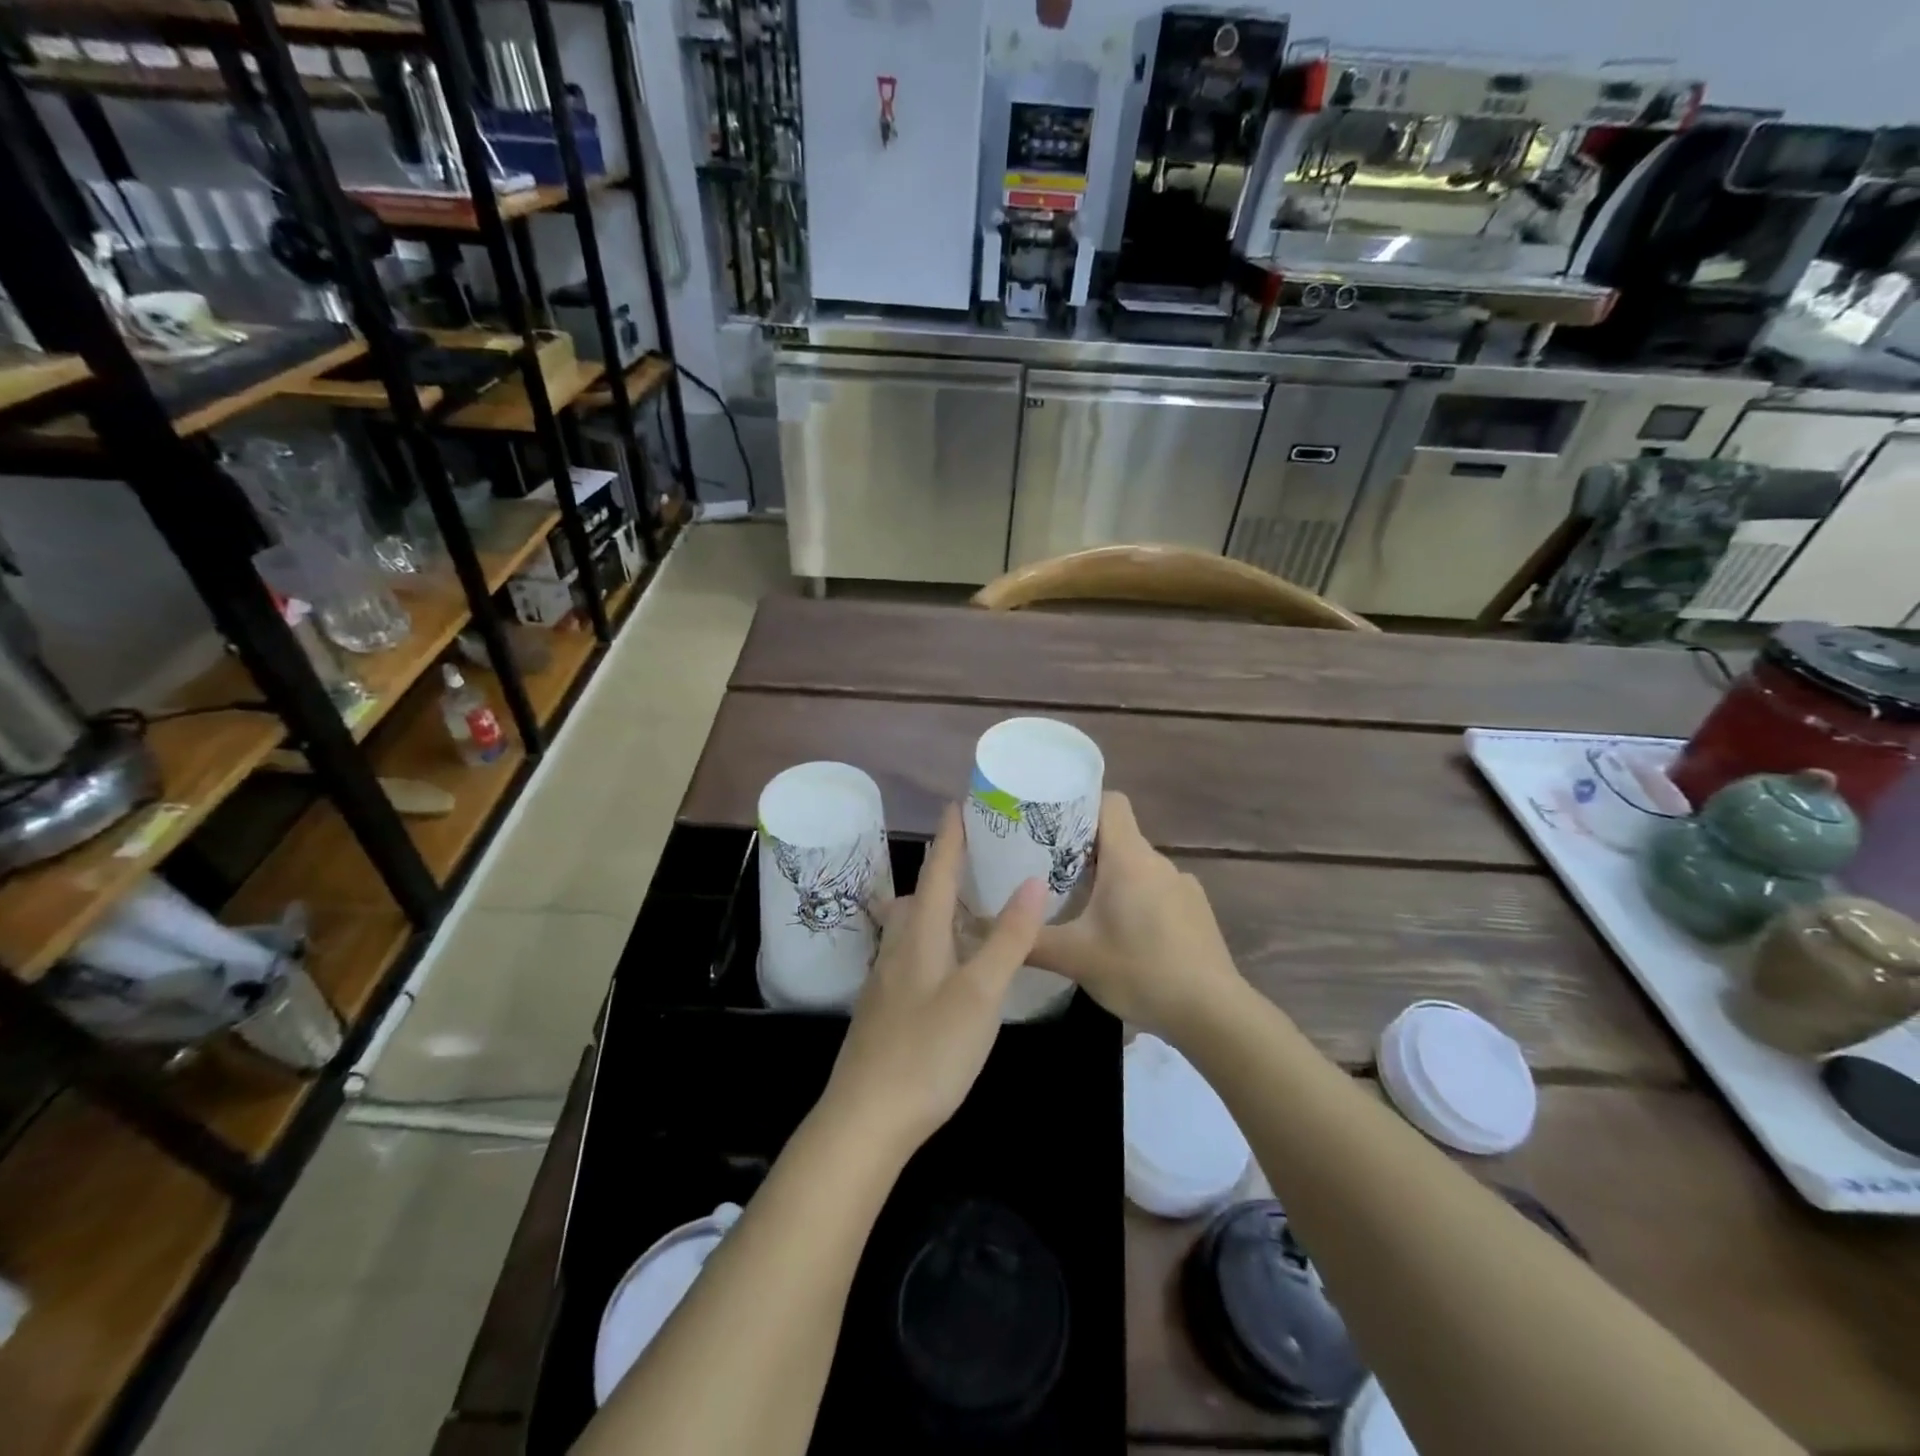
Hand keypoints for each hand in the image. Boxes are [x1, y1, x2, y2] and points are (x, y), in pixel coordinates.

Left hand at [821, 804, 1047, 1155]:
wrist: (866, 1119)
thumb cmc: (928, 1051)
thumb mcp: (980, 995)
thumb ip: (1008, 940)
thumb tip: (1033, 881)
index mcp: (920, 936)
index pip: (937, 871)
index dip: (951, 837)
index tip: (959, 804)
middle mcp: (898, 948)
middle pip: (919, 896)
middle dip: (944, 870)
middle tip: (979, 859)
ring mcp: (886, 980)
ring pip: (911, 927)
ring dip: (937, 907)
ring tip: (969, 908)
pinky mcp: (884, 1008)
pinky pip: (910, 954)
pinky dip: (933, 940)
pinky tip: (949, 965)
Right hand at [1029, 792, 1244, 1035]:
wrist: (1214, 1013)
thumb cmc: (1140, 971)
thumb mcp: (1074, 958)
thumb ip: (1028, 940)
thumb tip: (985, 927)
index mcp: (1129, 858)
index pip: (1109, 802)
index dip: (1081, 805)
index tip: (1052, 825)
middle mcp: (1158, 862)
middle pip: (1118, 836)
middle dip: (1084, 851)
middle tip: (1050, 874)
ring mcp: (1183, 886)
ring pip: (1137, 868)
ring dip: (1111, 881)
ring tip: (1084, 911)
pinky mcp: (1196, 912)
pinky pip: (1157, 892)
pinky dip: (1137, 903)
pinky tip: (1125, 939)